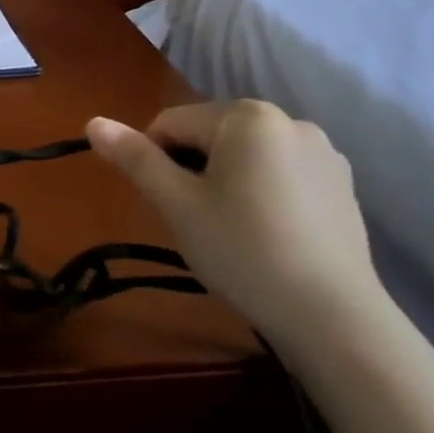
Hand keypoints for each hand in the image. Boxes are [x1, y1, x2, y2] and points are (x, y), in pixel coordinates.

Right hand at [86, 101, 388, 353]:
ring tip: (230, 229)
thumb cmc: (242, 250)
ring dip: (225, 180)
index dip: (153, 160)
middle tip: (195, 220)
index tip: (164, 204)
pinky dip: (261, 192)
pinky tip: (266, 233)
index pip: (171, 122)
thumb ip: (135, 158)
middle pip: (211, 134)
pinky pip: (280, 173)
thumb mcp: (176, 204)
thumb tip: (92, 122)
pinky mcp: (341, 184)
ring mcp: (323, 153)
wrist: (331, 316)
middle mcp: (290, 121)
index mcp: (248, 117)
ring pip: (245, 155)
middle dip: (192, 169)